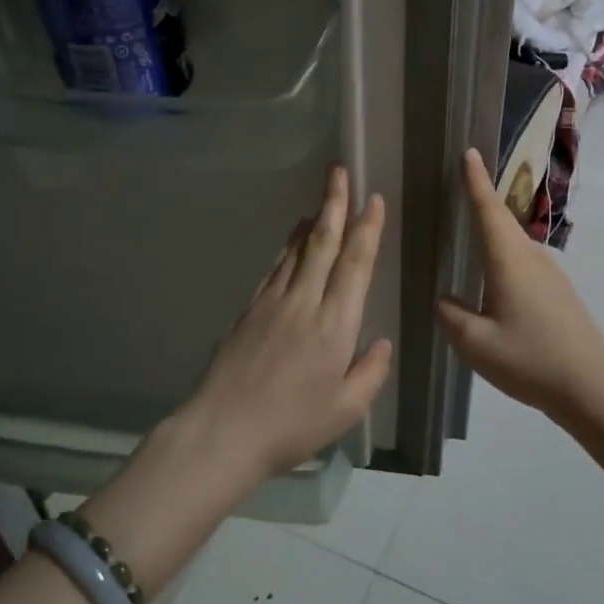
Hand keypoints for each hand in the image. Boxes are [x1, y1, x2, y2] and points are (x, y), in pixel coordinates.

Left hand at [179, 164, 392, 476]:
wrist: (223, 431)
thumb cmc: (291, 424)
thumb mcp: (346, 410)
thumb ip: (371, 373)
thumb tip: (380, 344)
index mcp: (335, 325)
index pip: (355, 265)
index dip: (366, 229)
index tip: (372, 200)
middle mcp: (305, 302)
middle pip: (323, 243)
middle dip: (335, 205)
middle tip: (340, 172)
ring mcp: (273, 302)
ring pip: (297, 250)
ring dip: (313, 221)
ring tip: (322, 199)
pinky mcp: (250, 310)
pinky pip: (275, 267)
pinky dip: (288, 246)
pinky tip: (292, 241)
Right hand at [437, 148, 603, 425]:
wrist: (591, 385)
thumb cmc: (529, 359)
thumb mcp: (476, 344)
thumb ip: (453, 316)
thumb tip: (446, 300)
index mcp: (509, 261)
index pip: (488, 210)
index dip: (476, 181)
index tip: (470, 152)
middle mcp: (531, 258)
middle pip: (502, 221)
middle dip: (482, 199)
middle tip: (460, 184)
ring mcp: (551, 274)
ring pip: (514, 243)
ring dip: (494, 230)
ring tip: (470, 230)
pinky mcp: (559, 292)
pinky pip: (524, 262)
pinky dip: (505, 255)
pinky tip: (495, 277)